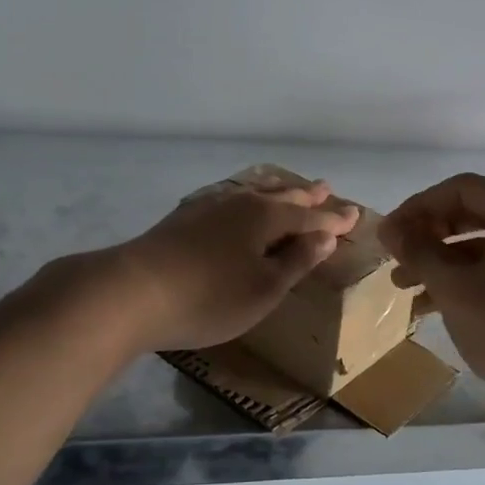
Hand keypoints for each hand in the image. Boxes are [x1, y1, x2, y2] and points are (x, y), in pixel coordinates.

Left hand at [57, 179, 358, 353]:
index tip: (354, 215)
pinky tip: (235, 204)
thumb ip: (296, 261)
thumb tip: (325, 237)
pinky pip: (228, 200)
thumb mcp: (264, 288)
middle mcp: (239, 203)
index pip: (309, 217)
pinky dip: (245, 199)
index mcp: (265, 218)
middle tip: (325, 188)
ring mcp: (207, 208)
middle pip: (280, 196)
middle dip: (305, 195)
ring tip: (287, 187)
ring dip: (275, 191)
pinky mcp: (182, 220)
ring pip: (251, 193)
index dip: (333, 219)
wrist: (130, 293)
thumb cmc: (208, 297)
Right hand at [380, 174, 484, 402]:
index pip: (462, 188)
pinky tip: (437, 309)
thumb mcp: (456, 289)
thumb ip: (419, 252)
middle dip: (429, 237)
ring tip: (406, 290)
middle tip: (396, 261)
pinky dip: (470, 283)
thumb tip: (389, 229)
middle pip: (476, 215)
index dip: (417, 207)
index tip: (387, 235)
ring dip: (444, 264)